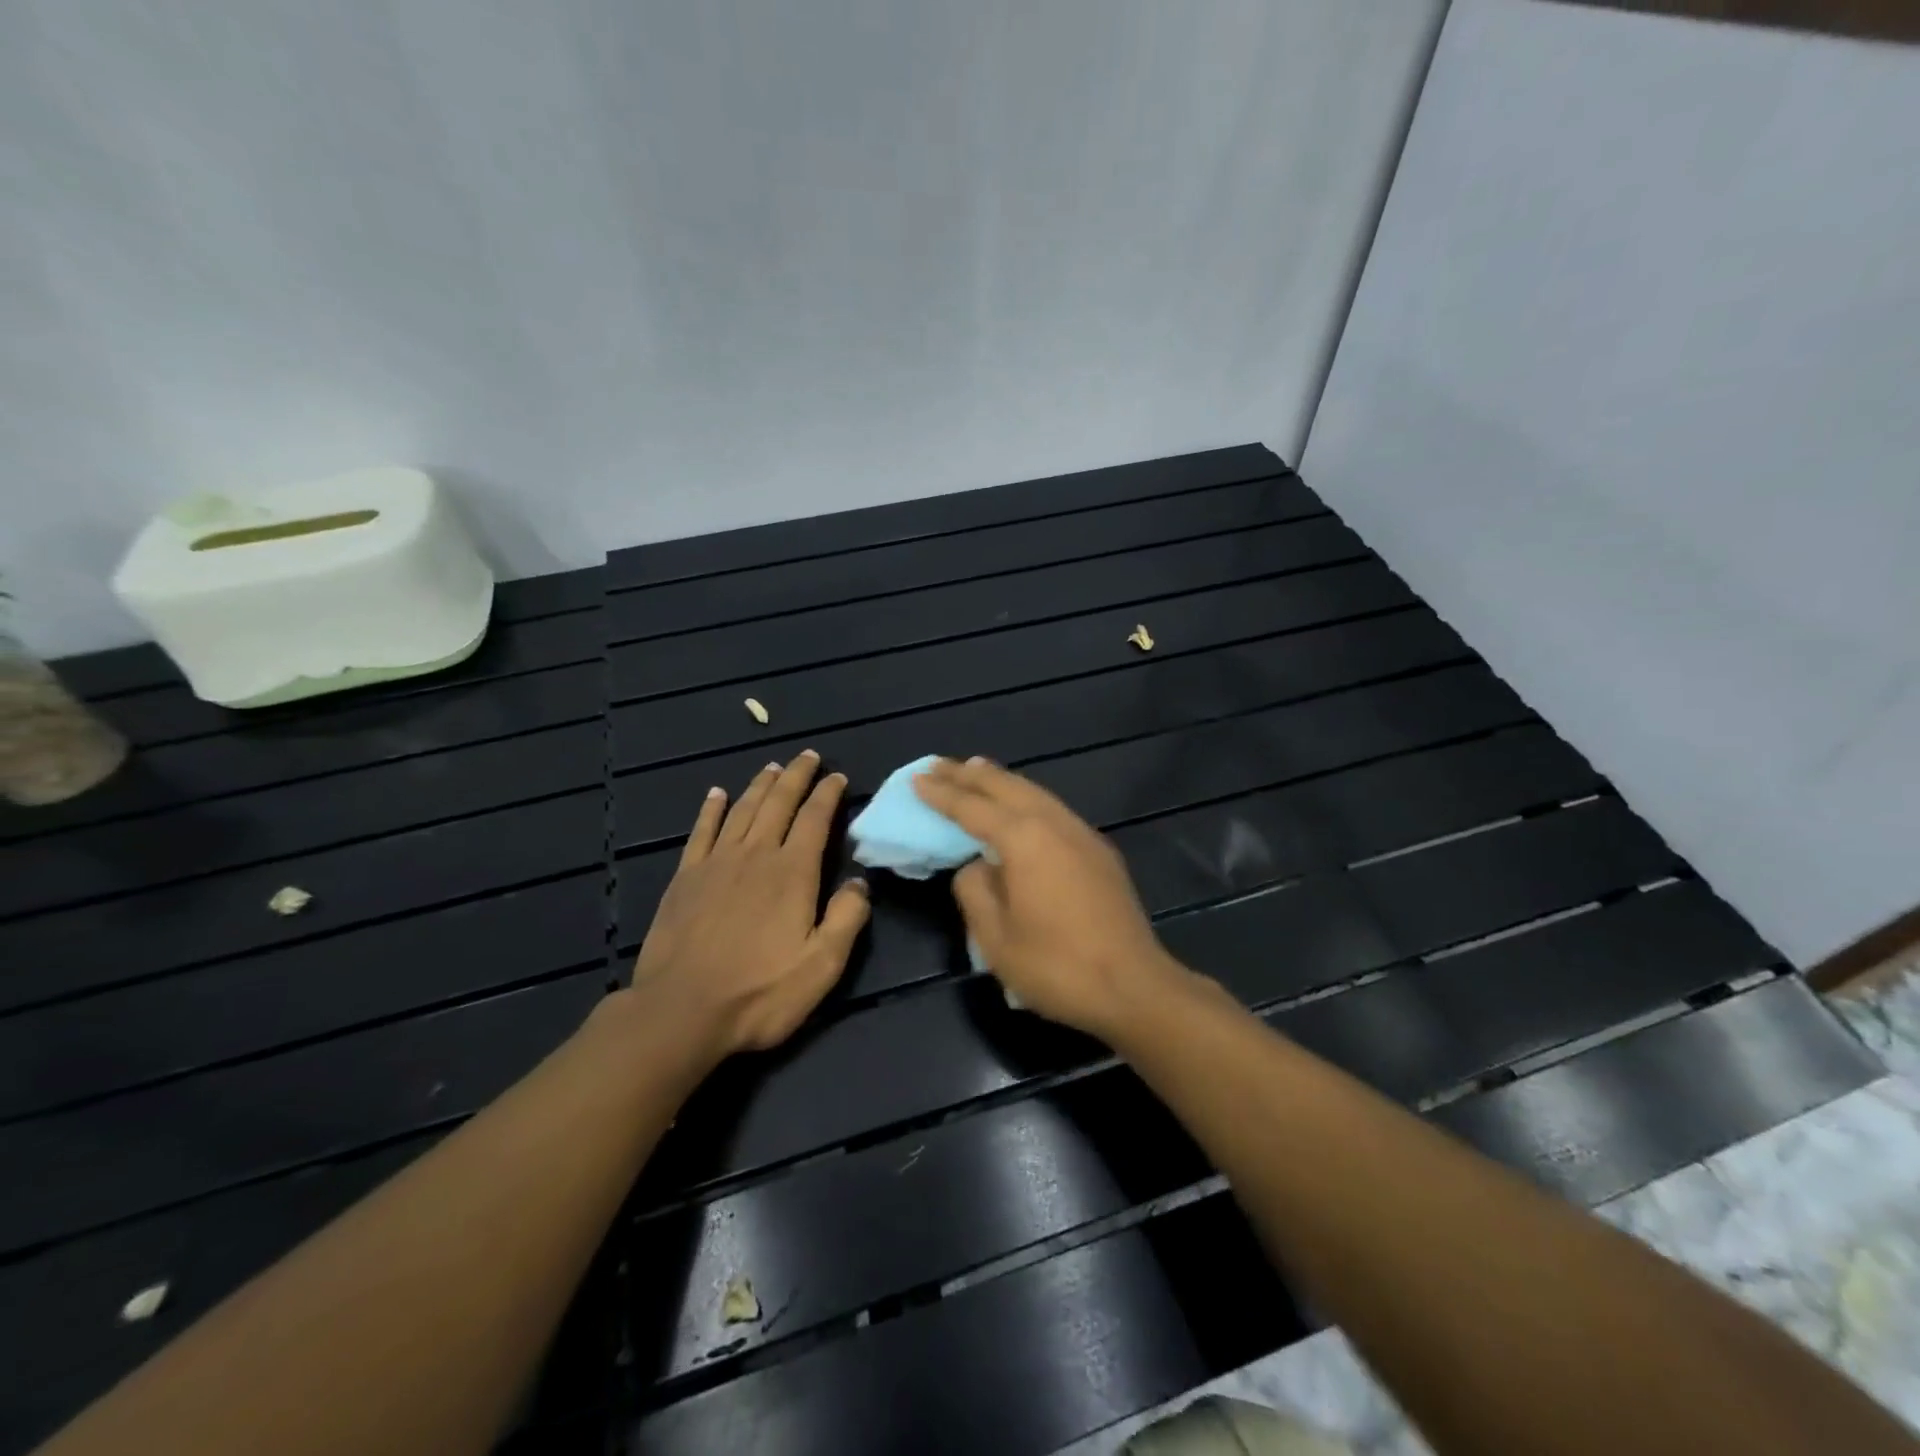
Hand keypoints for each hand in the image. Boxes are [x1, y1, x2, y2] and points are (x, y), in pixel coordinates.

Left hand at [632, 751, 869, 1059]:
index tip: (838, 777)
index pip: (815, 820)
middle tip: (808, 756)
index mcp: (792, 873)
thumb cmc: (759, 992)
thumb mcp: (822, 966)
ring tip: (772, 767)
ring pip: (742, 810)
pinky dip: (711, 810)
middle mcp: (755, 856)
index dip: (828, 795)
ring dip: (760, 786)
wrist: (681, 1010)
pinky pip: (701, 832)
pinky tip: (716, 795)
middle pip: (778, 804)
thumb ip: (847, 919)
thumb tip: (859, 882)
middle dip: (796, 777)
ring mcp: (716, 864)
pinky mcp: (685, 878)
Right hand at [913, 757, 1188, 1040]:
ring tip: (976, 771)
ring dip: (1001, 781)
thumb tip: (976, 866)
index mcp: (1024, 839)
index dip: (942, 793)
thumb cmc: (1057, 966)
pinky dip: (1027, 798)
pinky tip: (1021, 807)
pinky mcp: (1100, 851)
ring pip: (1035, 792)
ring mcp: (1082, 834)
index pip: (972, 807)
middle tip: (940, 765)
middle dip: (969, 774)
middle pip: (1006, 787)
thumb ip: (975, 890)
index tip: (917, 778)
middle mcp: (1054, 824)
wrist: (1133, 986)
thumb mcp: (995, 938)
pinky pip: (1054, 809)